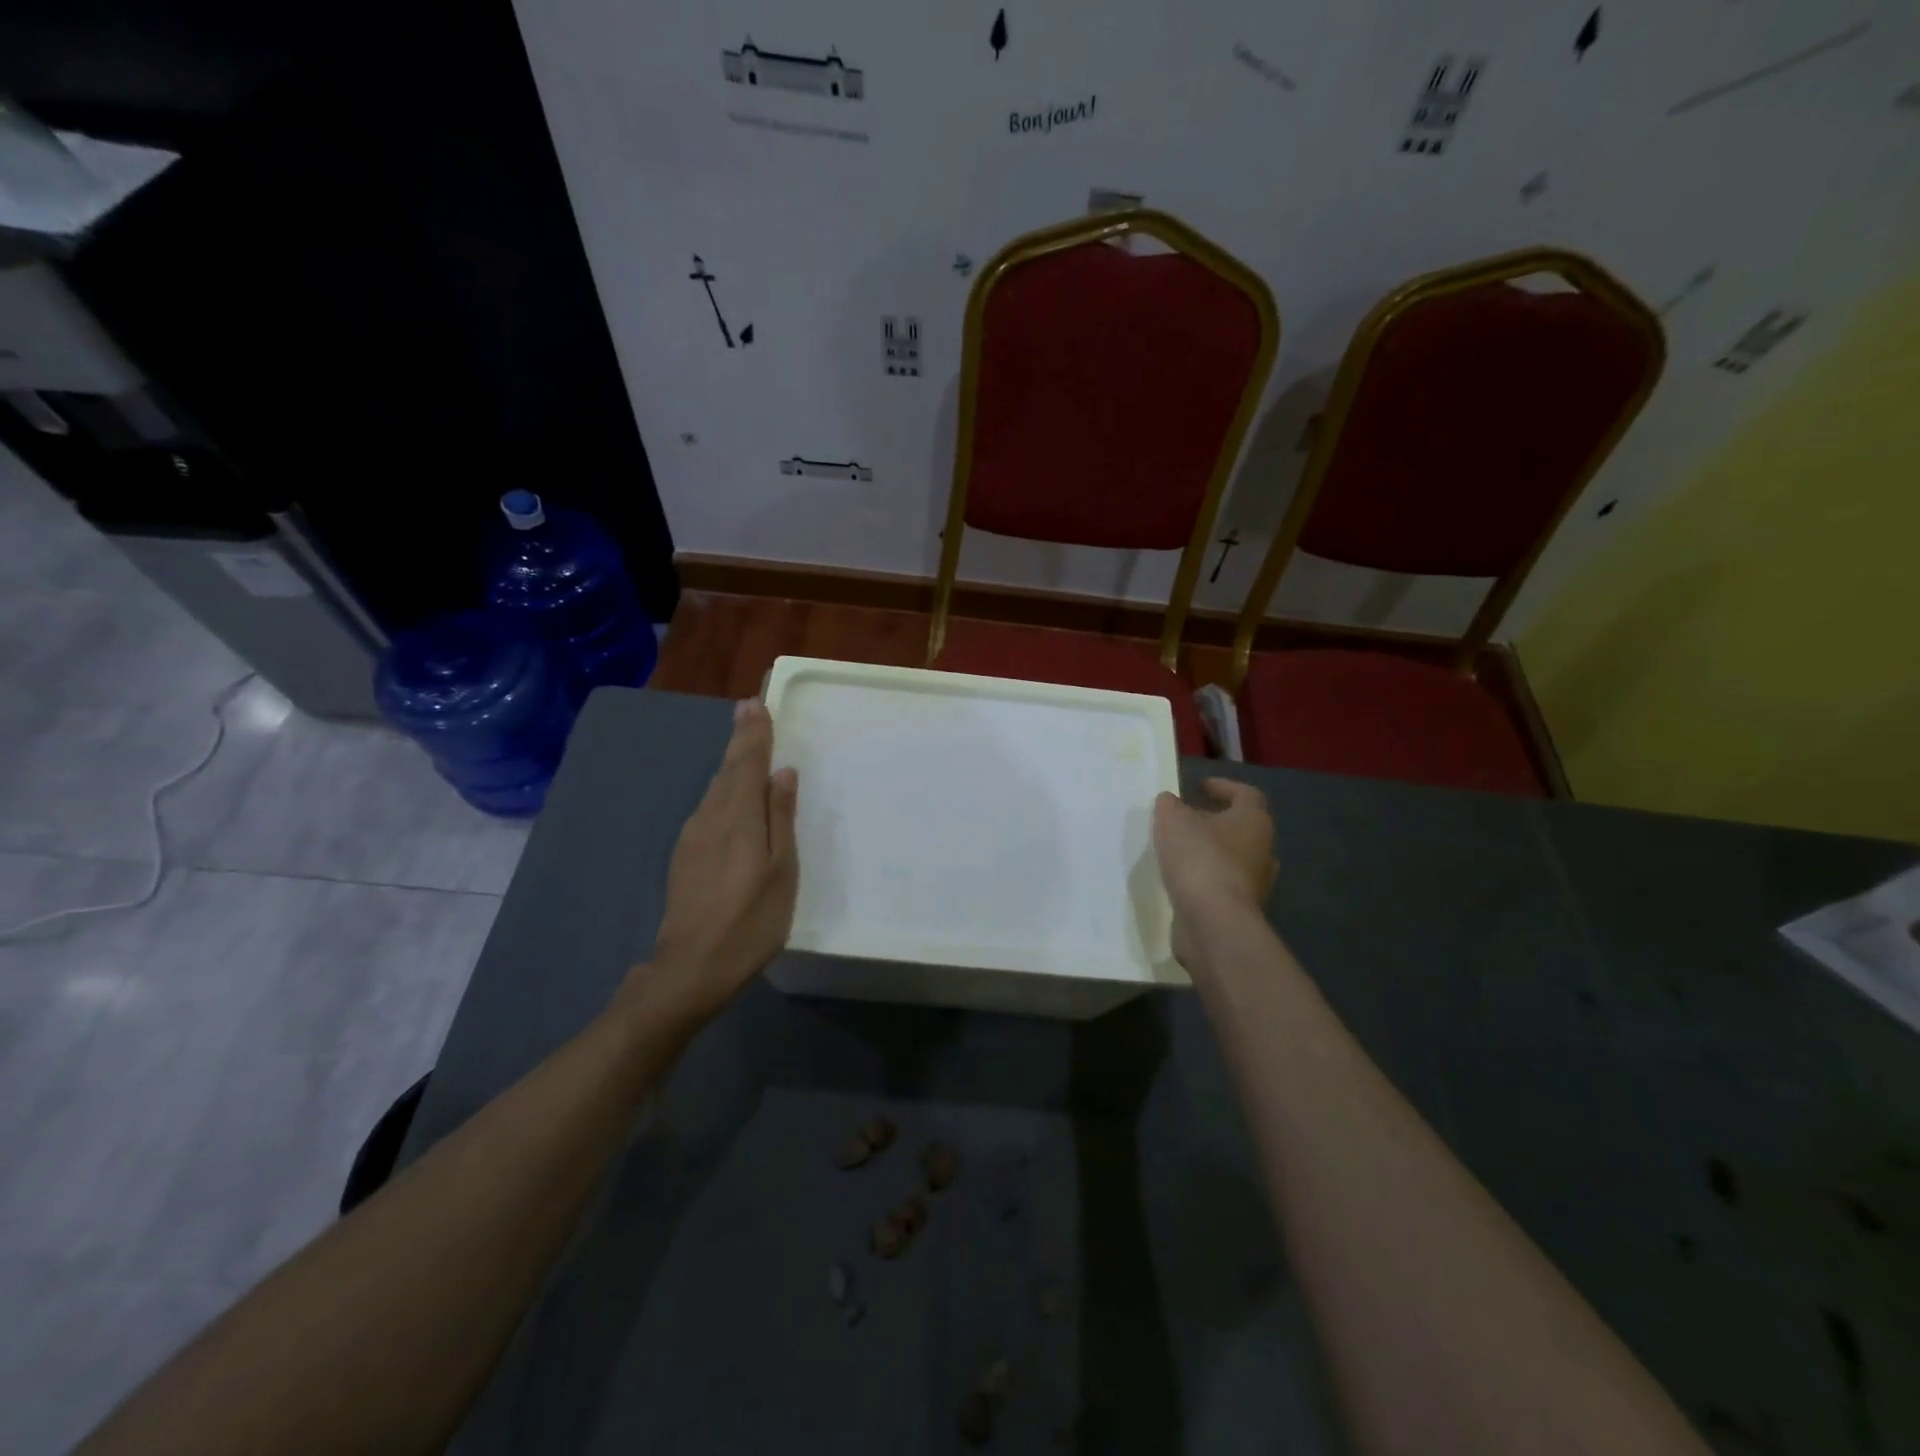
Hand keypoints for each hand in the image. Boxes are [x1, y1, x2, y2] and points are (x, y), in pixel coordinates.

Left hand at [642, 700, 798, 1016]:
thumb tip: (782, 772)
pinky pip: (709, 807)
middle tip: (748, 709)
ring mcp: (692, 836)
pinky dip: (723, 789)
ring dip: (731, 762)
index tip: (756, 704)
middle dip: (740, 739)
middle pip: (727, 770)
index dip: (754, 734)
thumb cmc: (750, 920)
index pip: (747, 764)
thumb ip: (781, 818)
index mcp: (738, 817)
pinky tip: (730, 793)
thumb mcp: (781, 871)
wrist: (691, 967)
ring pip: (715, 787)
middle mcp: (710, 817)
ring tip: (744, 742)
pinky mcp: (685, 855)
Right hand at [1153, 778, 1275, 969]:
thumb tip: (1170, 802)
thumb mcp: (1173, 820)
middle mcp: (1263, 850)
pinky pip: (1223, 886)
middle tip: (1186, 820)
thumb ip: (1170, 805)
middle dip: (1215, 822)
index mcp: (1253, 821)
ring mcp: (1256, 884)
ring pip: (1234, 859)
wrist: (1214, 921)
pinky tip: (1181, 881)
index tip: (1198, 787)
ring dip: (1210, 853)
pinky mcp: (1241, 910)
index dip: (1223, 787)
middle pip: (1242, 828)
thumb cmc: (1199, 858)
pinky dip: (1205, 880)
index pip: (1246, 794)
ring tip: (1179, 852)